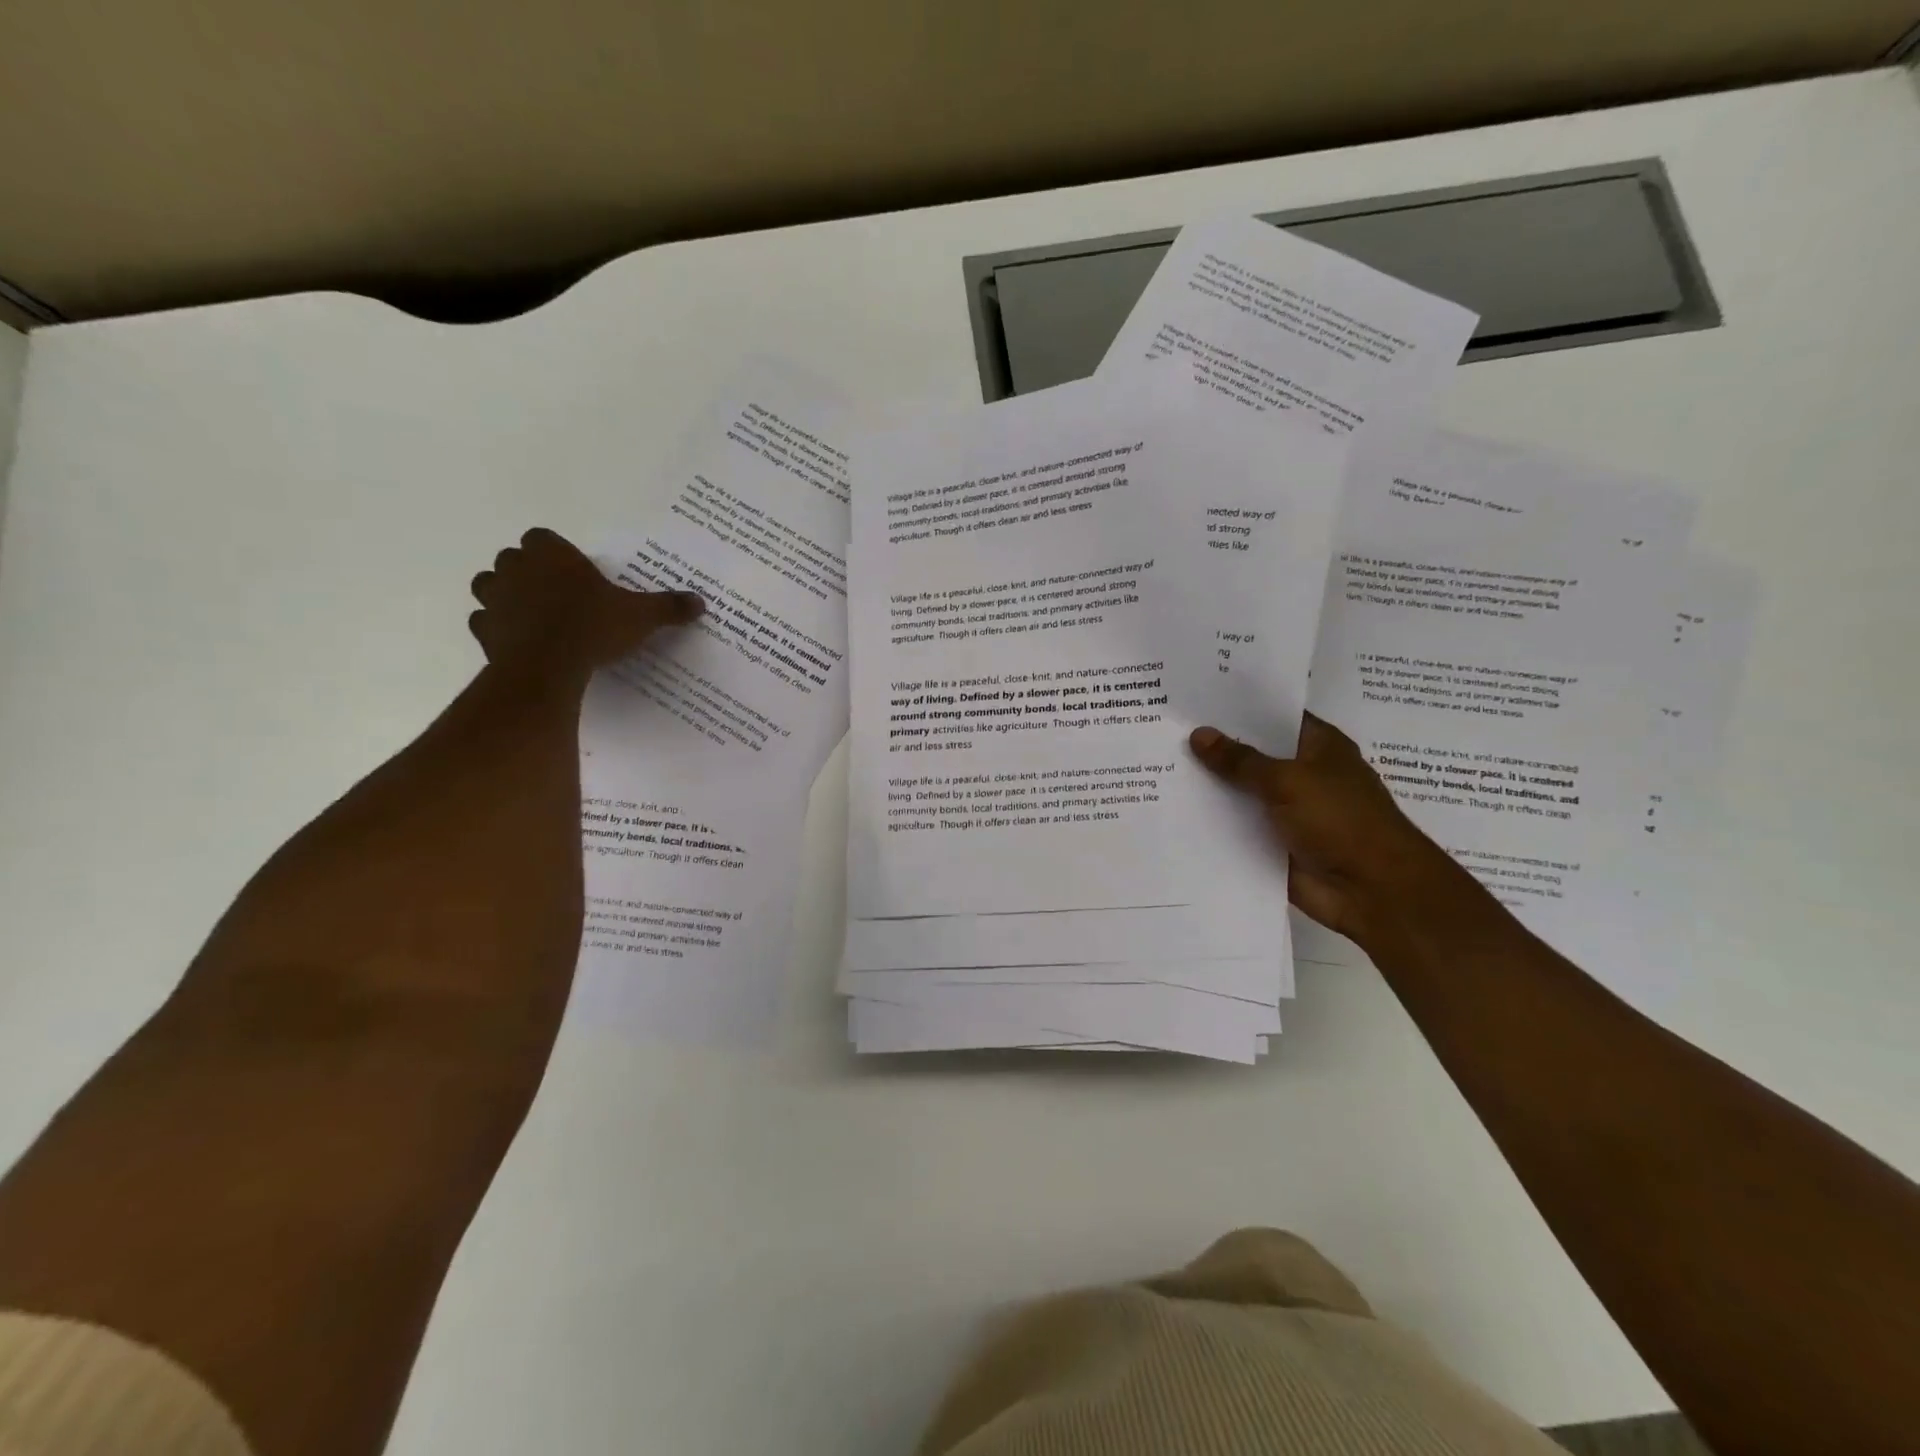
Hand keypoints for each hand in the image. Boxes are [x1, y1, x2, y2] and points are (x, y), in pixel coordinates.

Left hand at [469, 529, 702, 685]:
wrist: (548, 665)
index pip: (542, 538)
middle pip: (513, 558)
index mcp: (552, 555)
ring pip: (489, 585)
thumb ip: (669, 607)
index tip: (572, 572)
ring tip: (532, 615)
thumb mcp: (641, 616)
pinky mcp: (483, 630)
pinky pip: (484, 622)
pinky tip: (517, 640)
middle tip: (557, 594)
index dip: (555, 553)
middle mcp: (516, 568)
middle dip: (528, 572)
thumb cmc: (594, 627)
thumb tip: (701, 602)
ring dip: (505, 595)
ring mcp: (494, 599)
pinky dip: (496, 628)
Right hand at [1189, 714, 1466, 945]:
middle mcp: (1304, 774)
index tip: (1193, 699)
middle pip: (1253, 755)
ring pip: (1242, 792)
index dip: (1237, 708)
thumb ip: (1239, 760)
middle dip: (1215, 747)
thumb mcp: (1287, 780)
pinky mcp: (1275, 844)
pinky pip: (1239, 827)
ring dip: (1210, 787)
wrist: (1373, 891)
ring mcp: (1289, 811)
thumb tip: (1198, 734)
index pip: (1274, 717)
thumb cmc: (1340, 821)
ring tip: (1160, 766)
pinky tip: (1173, 809)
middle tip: (1164, 730)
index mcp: (1319, 747)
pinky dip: (1214, 823)